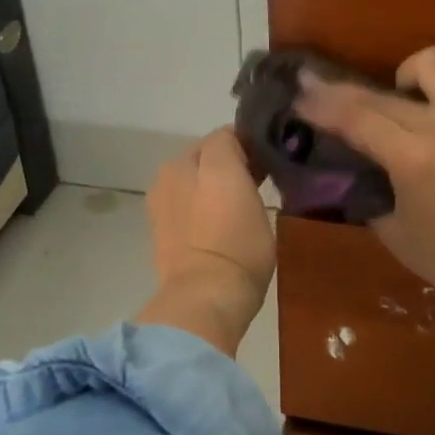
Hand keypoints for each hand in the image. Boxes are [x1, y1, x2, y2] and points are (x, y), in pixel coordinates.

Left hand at [136, 129, 274, 355]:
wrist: (207, 297)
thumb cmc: (233, 240)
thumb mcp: (237, 180)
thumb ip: (232, 151)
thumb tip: (236, 143)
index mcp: (183, 161)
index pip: (223, 137)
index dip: (250, 146)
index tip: (271, 163)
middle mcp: (167, 178)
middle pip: (207, 160)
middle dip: (231, 166)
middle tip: (260, 185)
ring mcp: (163, 210)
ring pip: (198, 185)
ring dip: (216, 188)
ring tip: (243, 207)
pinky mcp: (166, 238)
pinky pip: (191, 210)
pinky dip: (204, 210)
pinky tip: (222, 226)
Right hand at [296, 47, 434, 310]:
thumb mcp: (393, 232)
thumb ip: (371, 193)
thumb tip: (358, 171)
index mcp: (412, 157)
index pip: (354, 117)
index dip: (321, 104)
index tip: (300, 93)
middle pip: (383, 94)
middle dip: (344, 93)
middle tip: (327, 95)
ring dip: (410, 77)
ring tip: (408, 99)